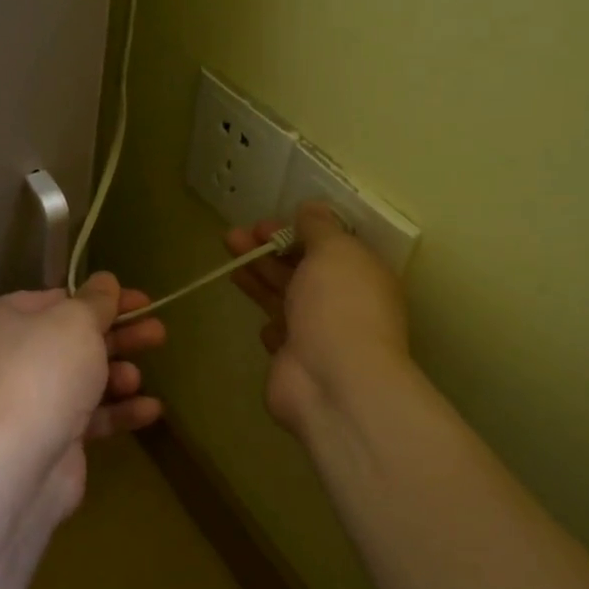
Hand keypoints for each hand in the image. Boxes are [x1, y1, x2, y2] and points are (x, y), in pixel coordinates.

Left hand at [0, 273, 165, 511]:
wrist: (17, 461)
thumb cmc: (45, 372)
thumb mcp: (76, 322)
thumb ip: (97, 301)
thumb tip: (105, 281)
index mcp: (7, 319)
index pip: (59, 299)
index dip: (102, 298)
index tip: (142, 301)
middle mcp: (13, 356)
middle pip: (76, 339)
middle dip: (119, 336)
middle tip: (158, 333)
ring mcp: (31, 400)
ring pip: (84, 378)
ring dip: (117, 375)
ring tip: (137, 377)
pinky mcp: (50, 437)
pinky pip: (90, 416)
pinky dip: (119, 411)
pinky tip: (151, 410)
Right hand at [226, 202, 412, 433]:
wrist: (331, 381)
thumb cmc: (338, 306)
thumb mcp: (334, 251)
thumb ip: (320, 227)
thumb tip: (311, 208)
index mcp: (361, 274)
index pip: (328, 246)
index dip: (295, 230)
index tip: (263, 223)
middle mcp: (342, 302)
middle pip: (301, 269)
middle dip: (267, 249)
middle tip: (234, 235)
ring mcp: (318, 333)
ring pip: (283, 296)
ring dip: (258, 275)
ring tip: (228, 256)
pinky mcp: (294, 358)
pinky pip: (279, 331)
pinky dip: (269, 320)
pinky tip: (254, 312)